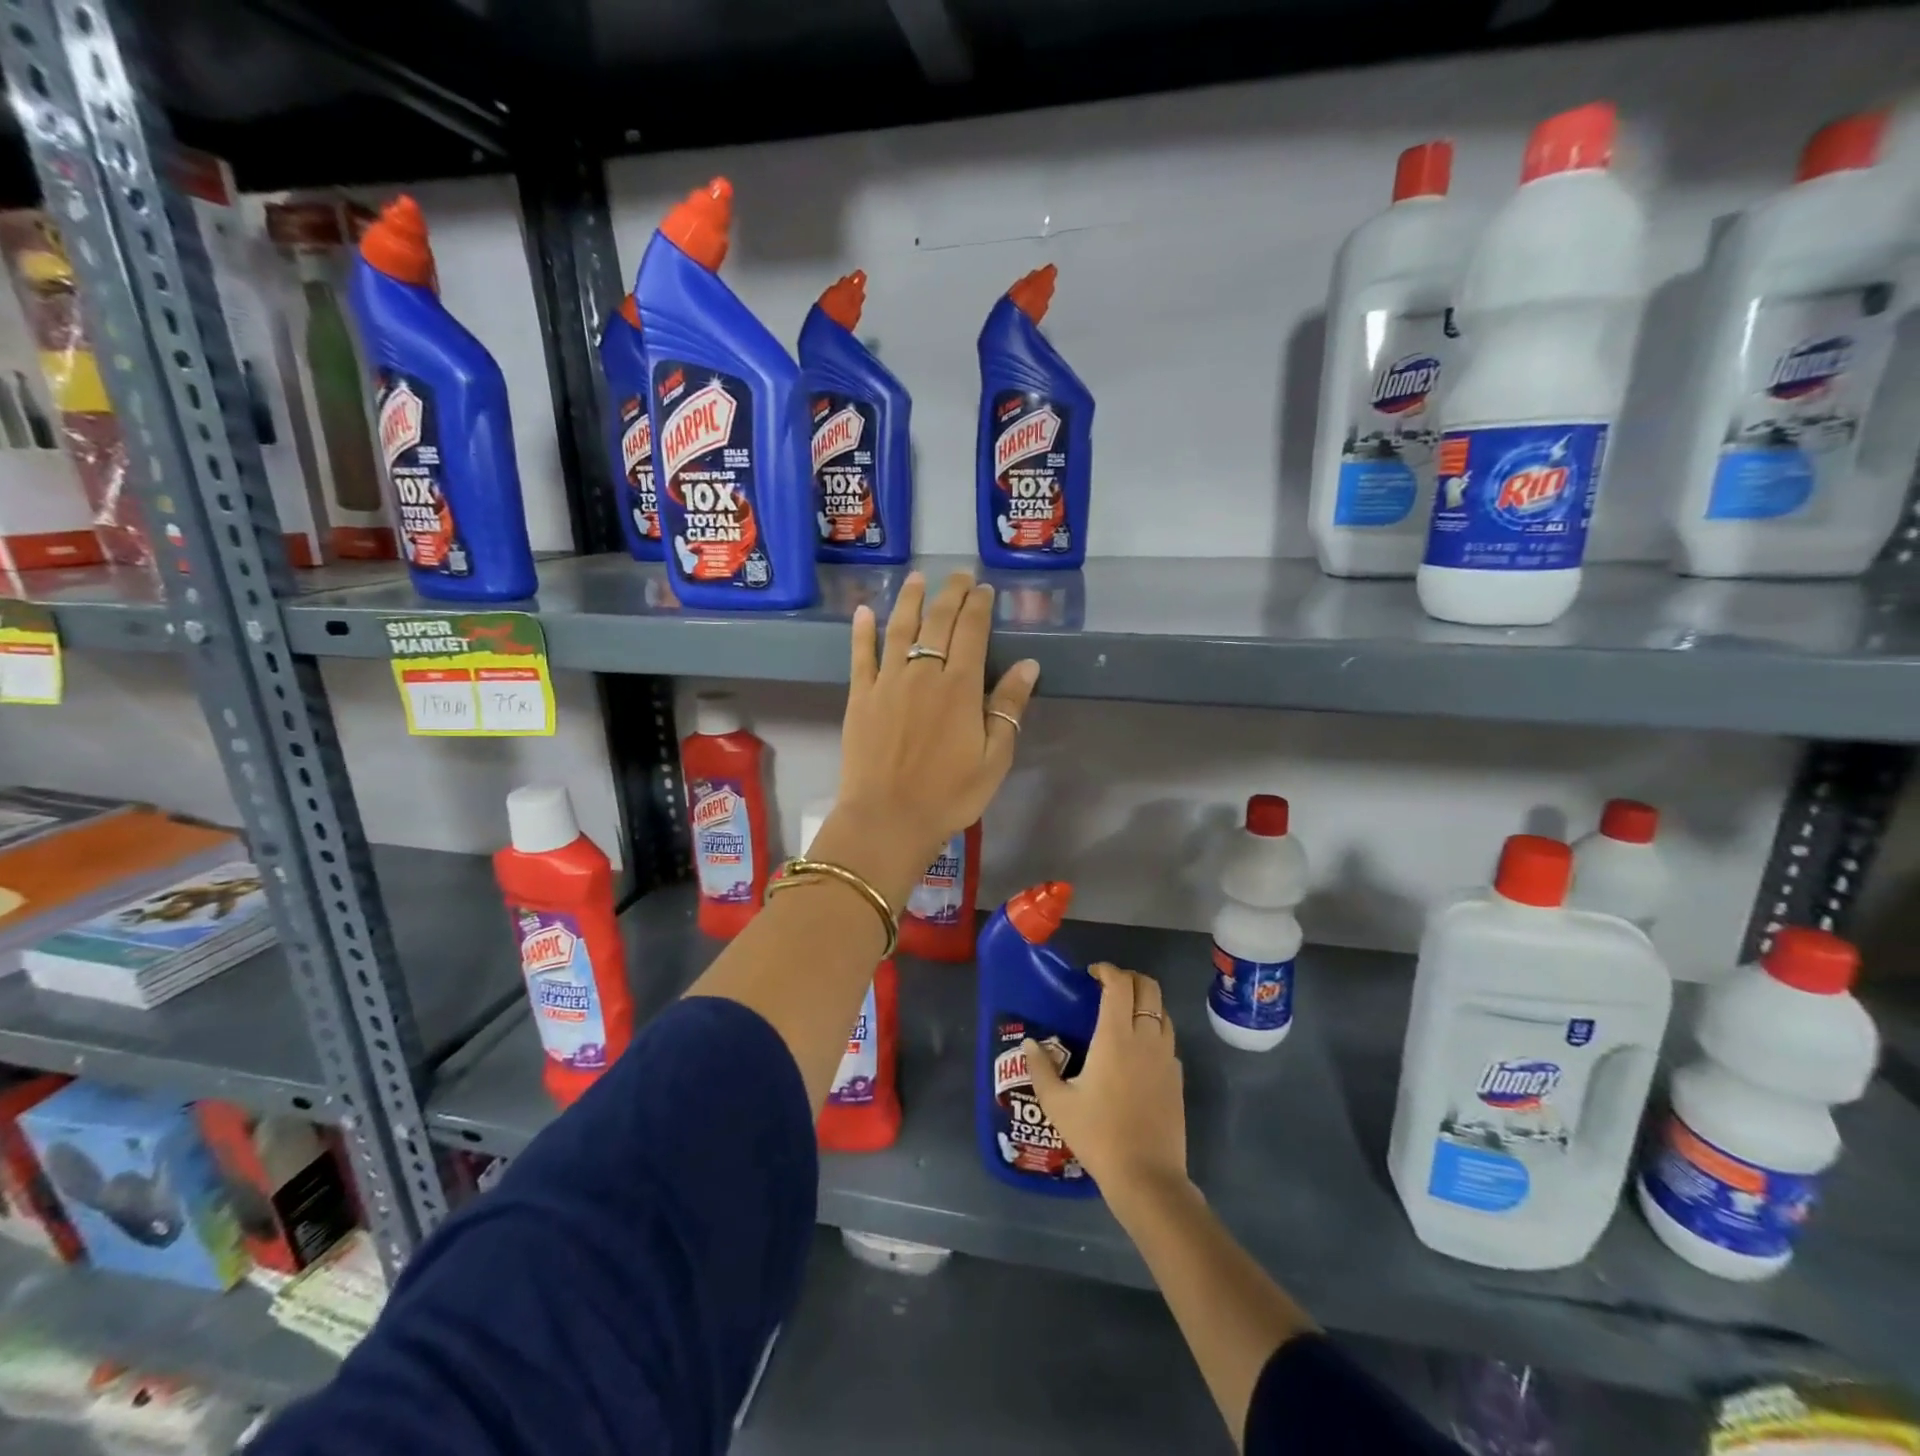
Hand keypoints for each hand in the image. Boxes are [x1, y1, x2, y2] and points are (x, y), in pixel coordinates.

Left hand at [819, 570, 1038, 904]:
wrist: (888, 819)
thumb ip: (1009, 707)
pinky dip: (862, 631)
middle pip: (938, 622)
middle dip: (950, 594)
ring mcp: (887, 683)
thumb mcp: (994, 758)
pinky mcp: (860, 697)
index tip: (983, 589)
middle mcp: (922, 674)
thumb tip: (1030, 665)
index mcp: (959, 687)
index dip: (978, 606)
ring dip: (910, 600)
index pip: (971, 632)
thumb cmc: (949, 795)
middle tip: (958, 575)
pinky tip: (864, 612)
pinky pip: (860, 656)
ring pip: (899, 629)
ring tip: (917, 578)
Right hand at [1023, 963, 1188, 1209]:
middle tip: (1108, 987)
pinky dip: (1154, 1030)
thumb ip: (1040, 1069)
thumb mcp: (1057, 1104)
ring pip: (1162, 1011)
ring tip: (1123, 1014)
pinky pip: (1168, 1039)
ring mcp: (1166, 1057)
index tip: (1092, 974)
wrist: (1146, 1177)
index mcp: (1115, 1037)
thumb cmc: (1098, 1135)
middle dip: (1130, 978)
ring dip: (1144, 1002)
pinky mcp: (1177, 1077)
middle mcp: (1145, 1038)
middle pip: (1148, 987)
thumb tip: (1029, 1044)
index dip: (1107, 970)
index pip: (1119, 984)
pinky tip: (1138, 1051)